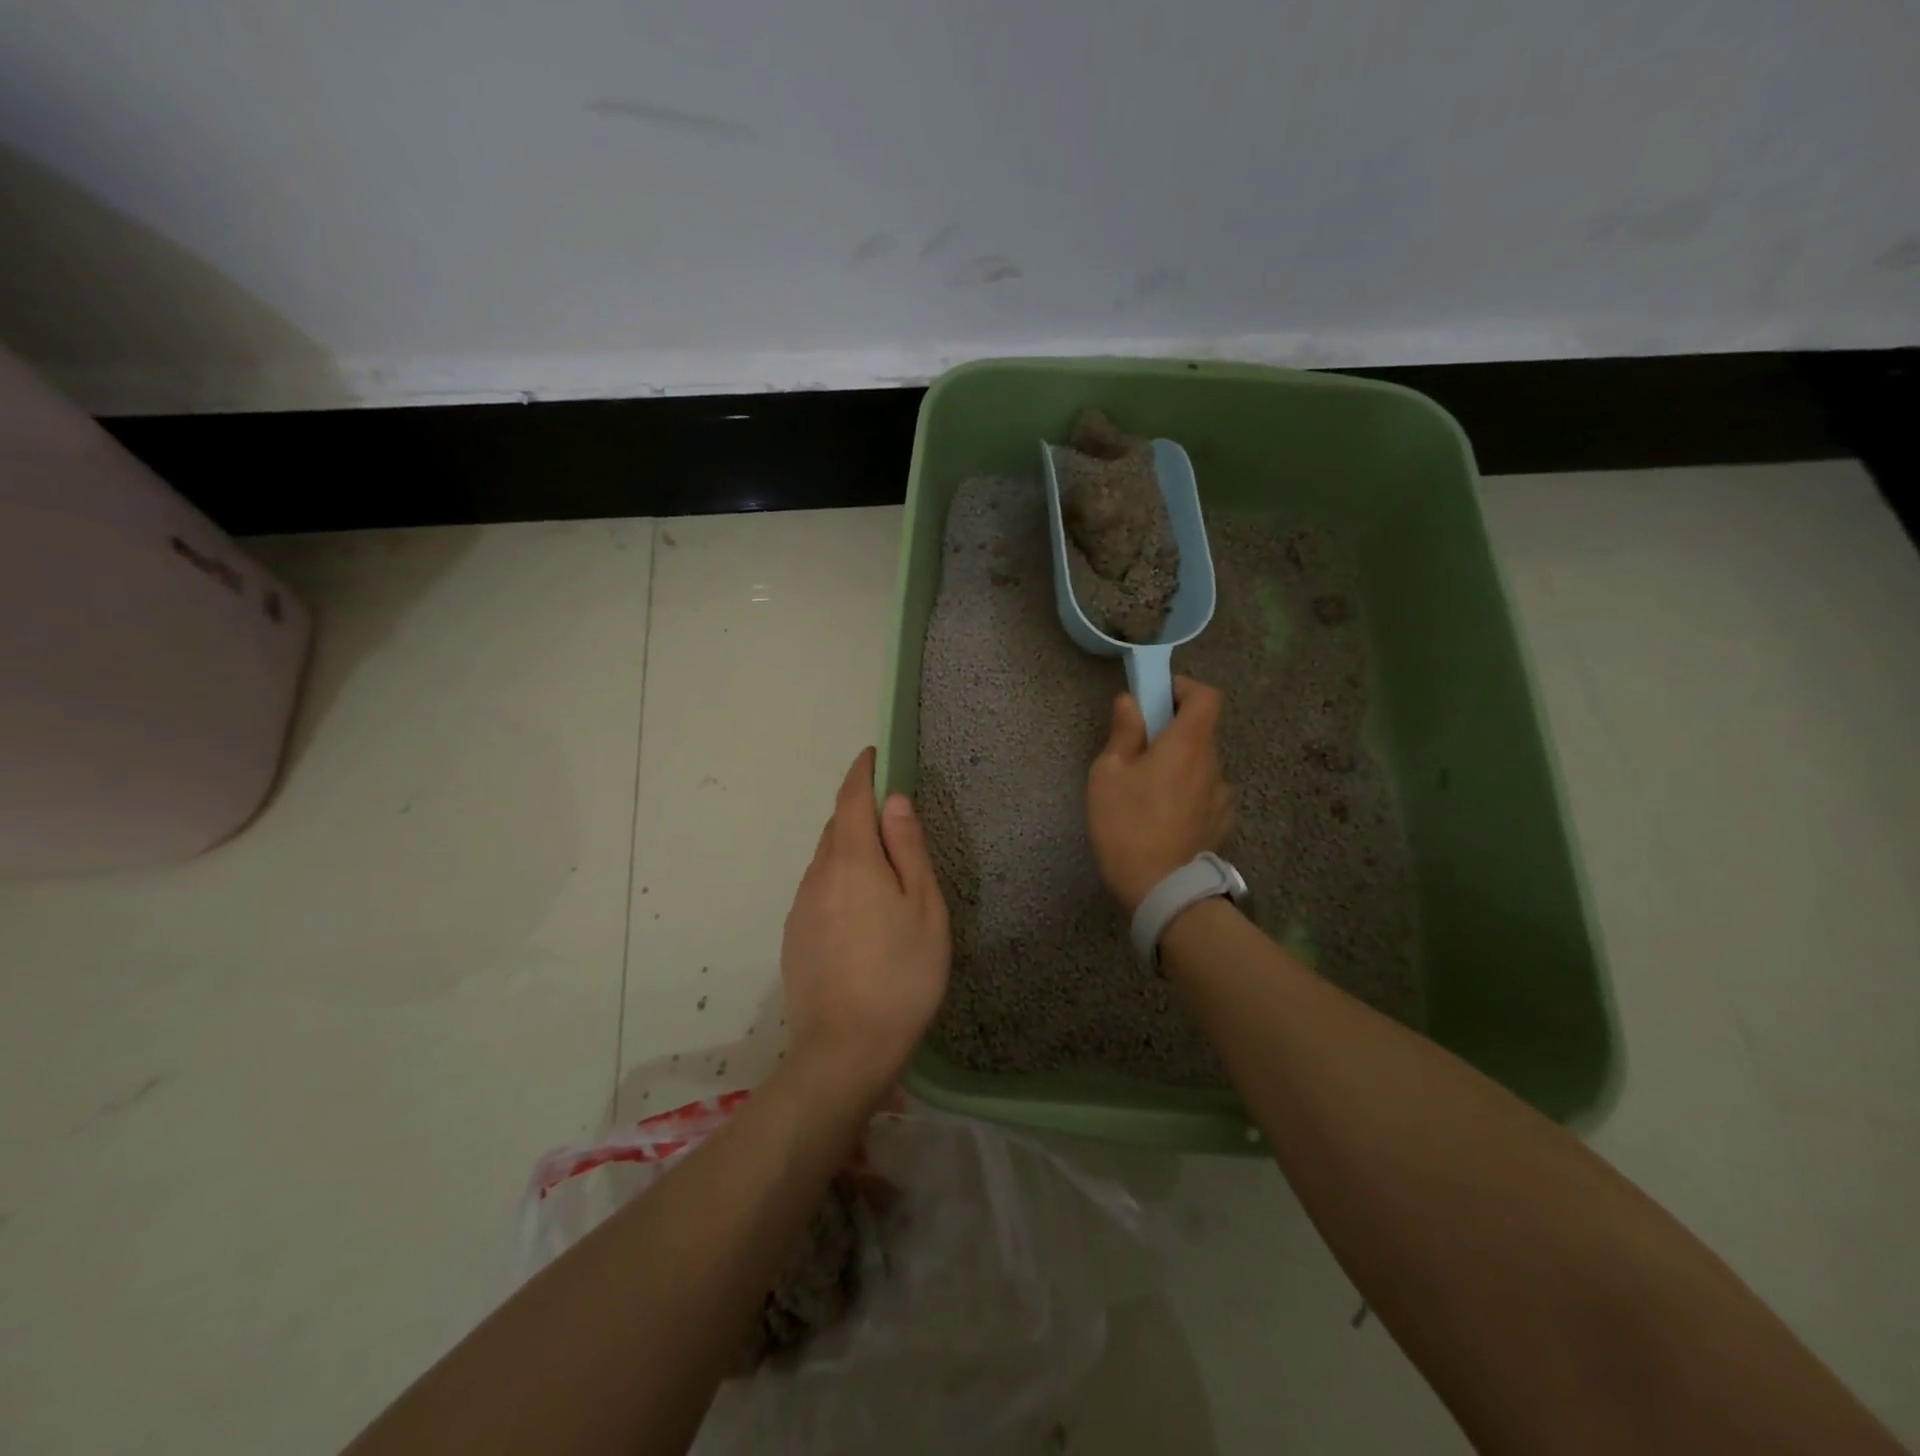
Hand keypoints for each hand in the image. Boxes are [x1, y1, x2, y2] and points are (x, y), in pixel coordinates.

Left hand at [780, 748, 950, 1106]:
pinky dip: (838, 882)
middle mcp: (817, 875)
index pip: (850, 799)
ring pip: (825, 861)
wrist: (845, 1050)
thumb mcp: (924, 907)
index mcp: (851, 861)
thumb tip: (894, 801)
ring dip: (849, 850)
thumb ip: (908, 849)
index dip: (861, 773)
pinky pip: (818, 891)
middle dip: (857, 812)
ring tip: (882, 874)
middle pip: (835, 829)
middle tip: (891, 820)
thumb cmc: (902, 973)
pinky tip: (860, 914)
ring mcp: (800, 908)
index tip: (872, 755)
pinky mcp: (794, 937)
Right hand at [1087, 676, 1234, 913]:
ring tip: (1148, 791)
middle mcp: (1214, 763)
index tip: (1158, 697)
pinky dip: (1188, 792)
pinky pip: (1205, 793)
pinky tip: (1164, 817)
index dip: (1184, 688)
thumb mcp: (1109, 774)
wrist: (1161, 889)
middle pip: (1201, 731)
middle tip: (1139, 750)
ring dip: (1180, 765)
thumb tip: (1130, 702)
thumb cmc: (1127, 824)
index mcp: (1188, 744)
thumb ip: (1124, 733)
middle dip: (1172, 732)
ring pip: (1201, 765)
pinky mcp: (1222, 823)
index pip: (1206, 696)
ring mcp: (1223, 796)